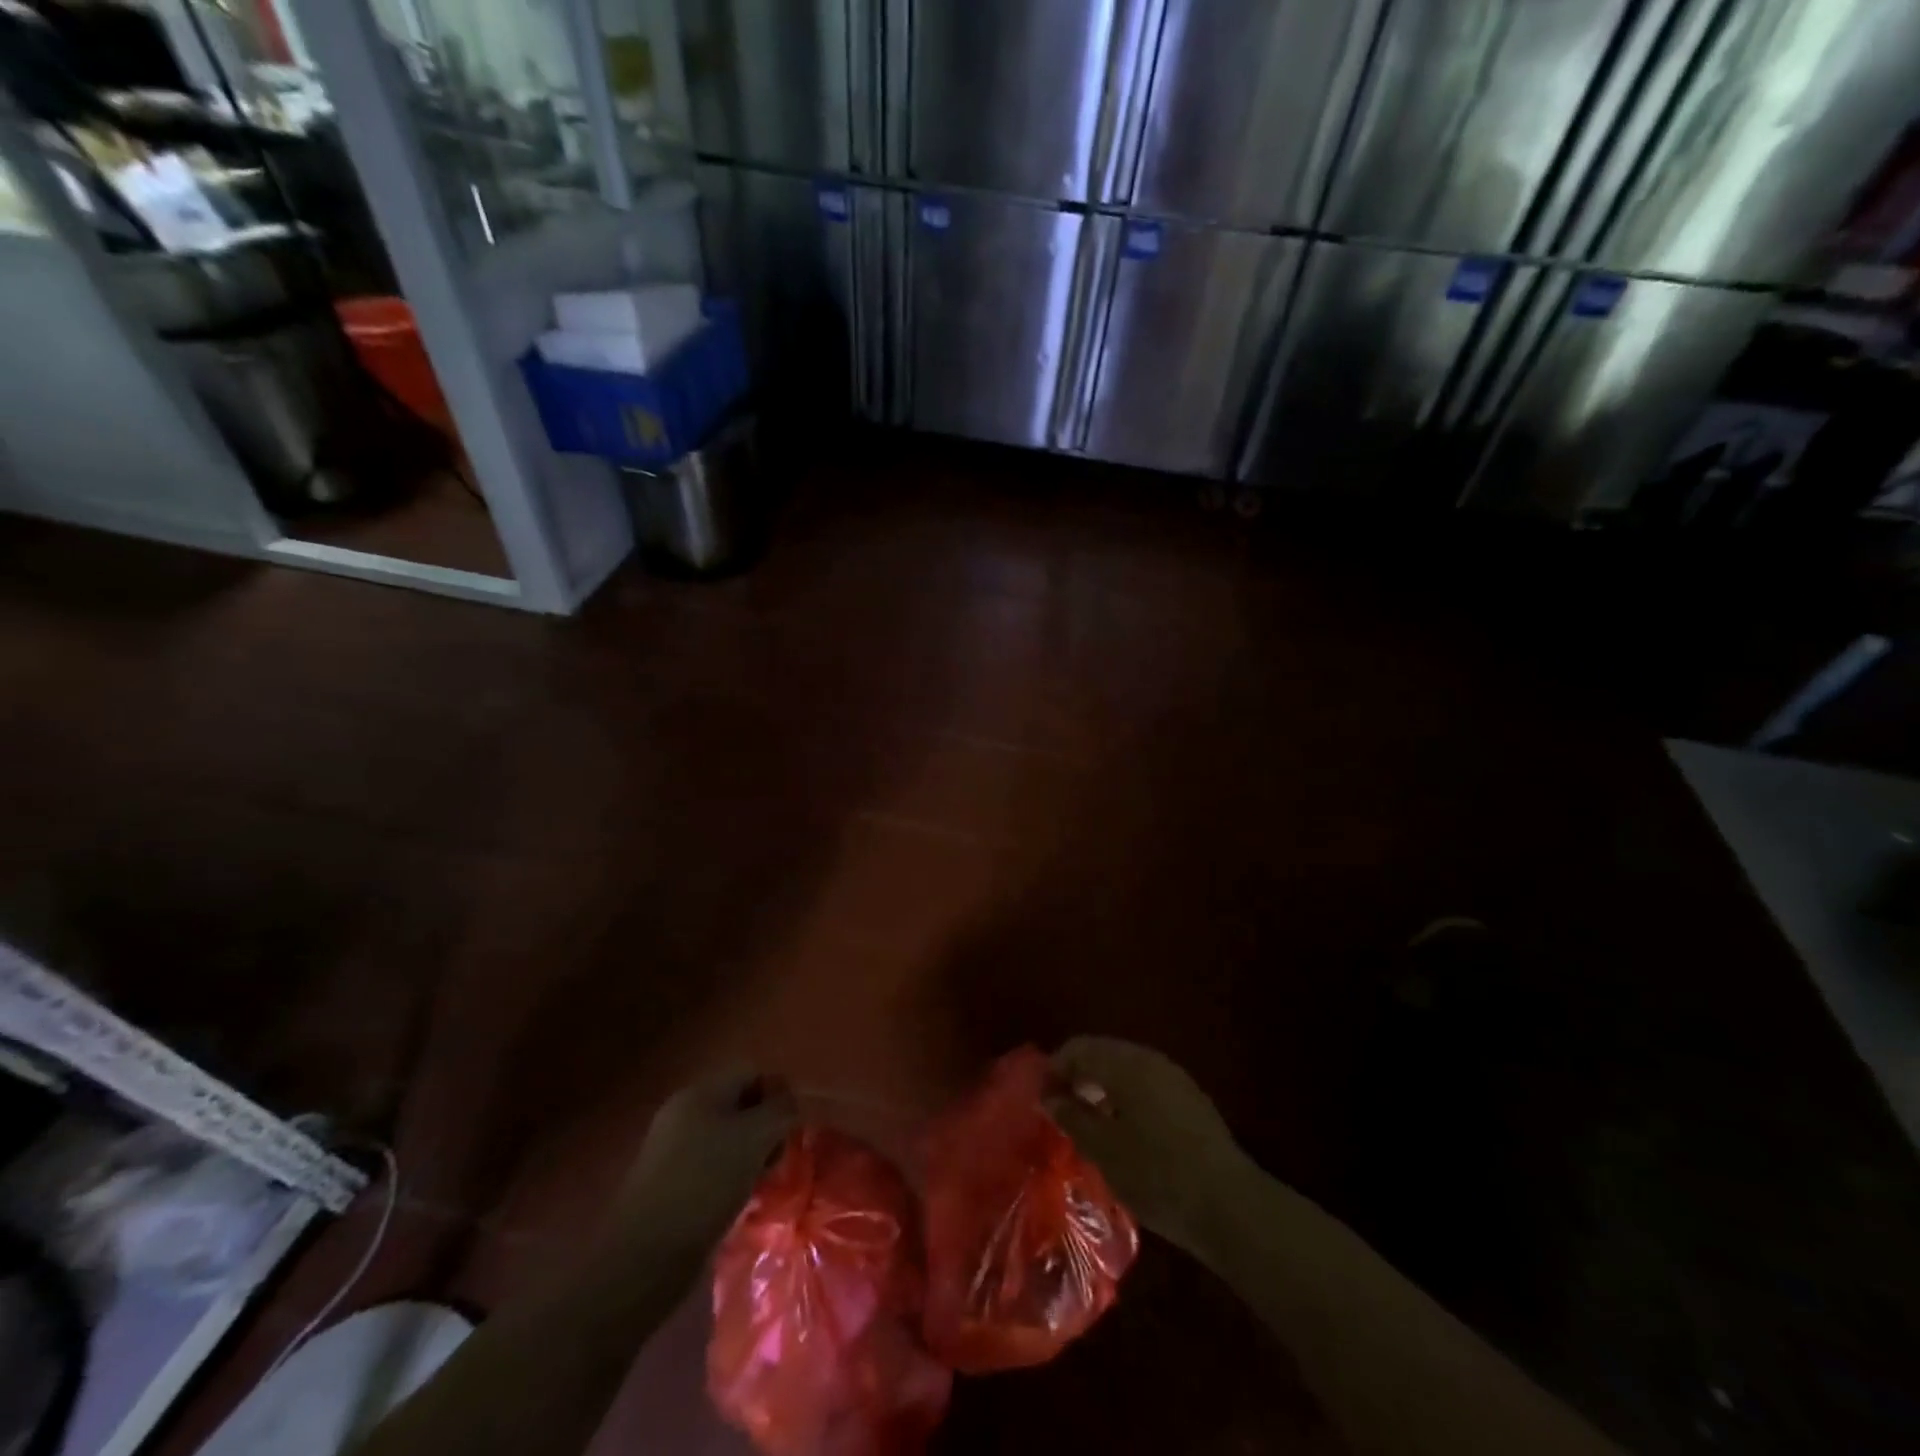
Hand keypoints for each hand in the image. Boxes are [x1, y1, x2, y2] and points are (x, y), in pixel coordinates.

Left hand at [614, 1067, 797, 1256]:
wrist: (646, 1257)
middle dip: (765, 1128)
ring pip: (726, 1140)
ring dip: (750, 1157)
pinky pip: (711, 1169)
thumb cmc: (706, 1183)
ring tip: (761, 1184)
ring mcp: (672, 1151)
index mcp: (699, 1092)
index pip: (750, 1073)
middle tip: (777, 1158)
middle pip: (738, 1107)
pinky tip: (740, 1202)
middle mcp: (682, 1114)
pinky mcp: (669, 1186)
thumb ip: (780, 1111)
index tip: (791, 1127)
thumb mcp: (756, 1137)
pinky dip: (731, 1180)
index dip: (777, 1093)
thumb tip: (790, 1104)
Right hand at [1046, 1037, 1251, 1265]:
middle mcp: (1149, 1059)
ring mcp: (1173, 1076)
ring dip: (1102, 1086)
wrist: (1229, 1205)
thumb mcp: (1104, 1150)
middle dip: (1078, 1075)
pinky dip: (1125, 1096)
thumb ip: (1072, 1116)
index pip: (1078, 1048)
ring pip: (1125, 1068)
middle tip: (1061, 1110)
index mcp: (1125, 1064)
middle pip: (1102, 1053)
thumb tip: (1049, 1096)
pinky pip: (1145, 1083)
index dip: (1054, 1069)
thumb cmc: (1157, 1175)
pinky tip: (1123, 1129)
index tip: (1041, 1100)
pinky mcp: (1189, 1098)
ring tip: (1088, 1122)